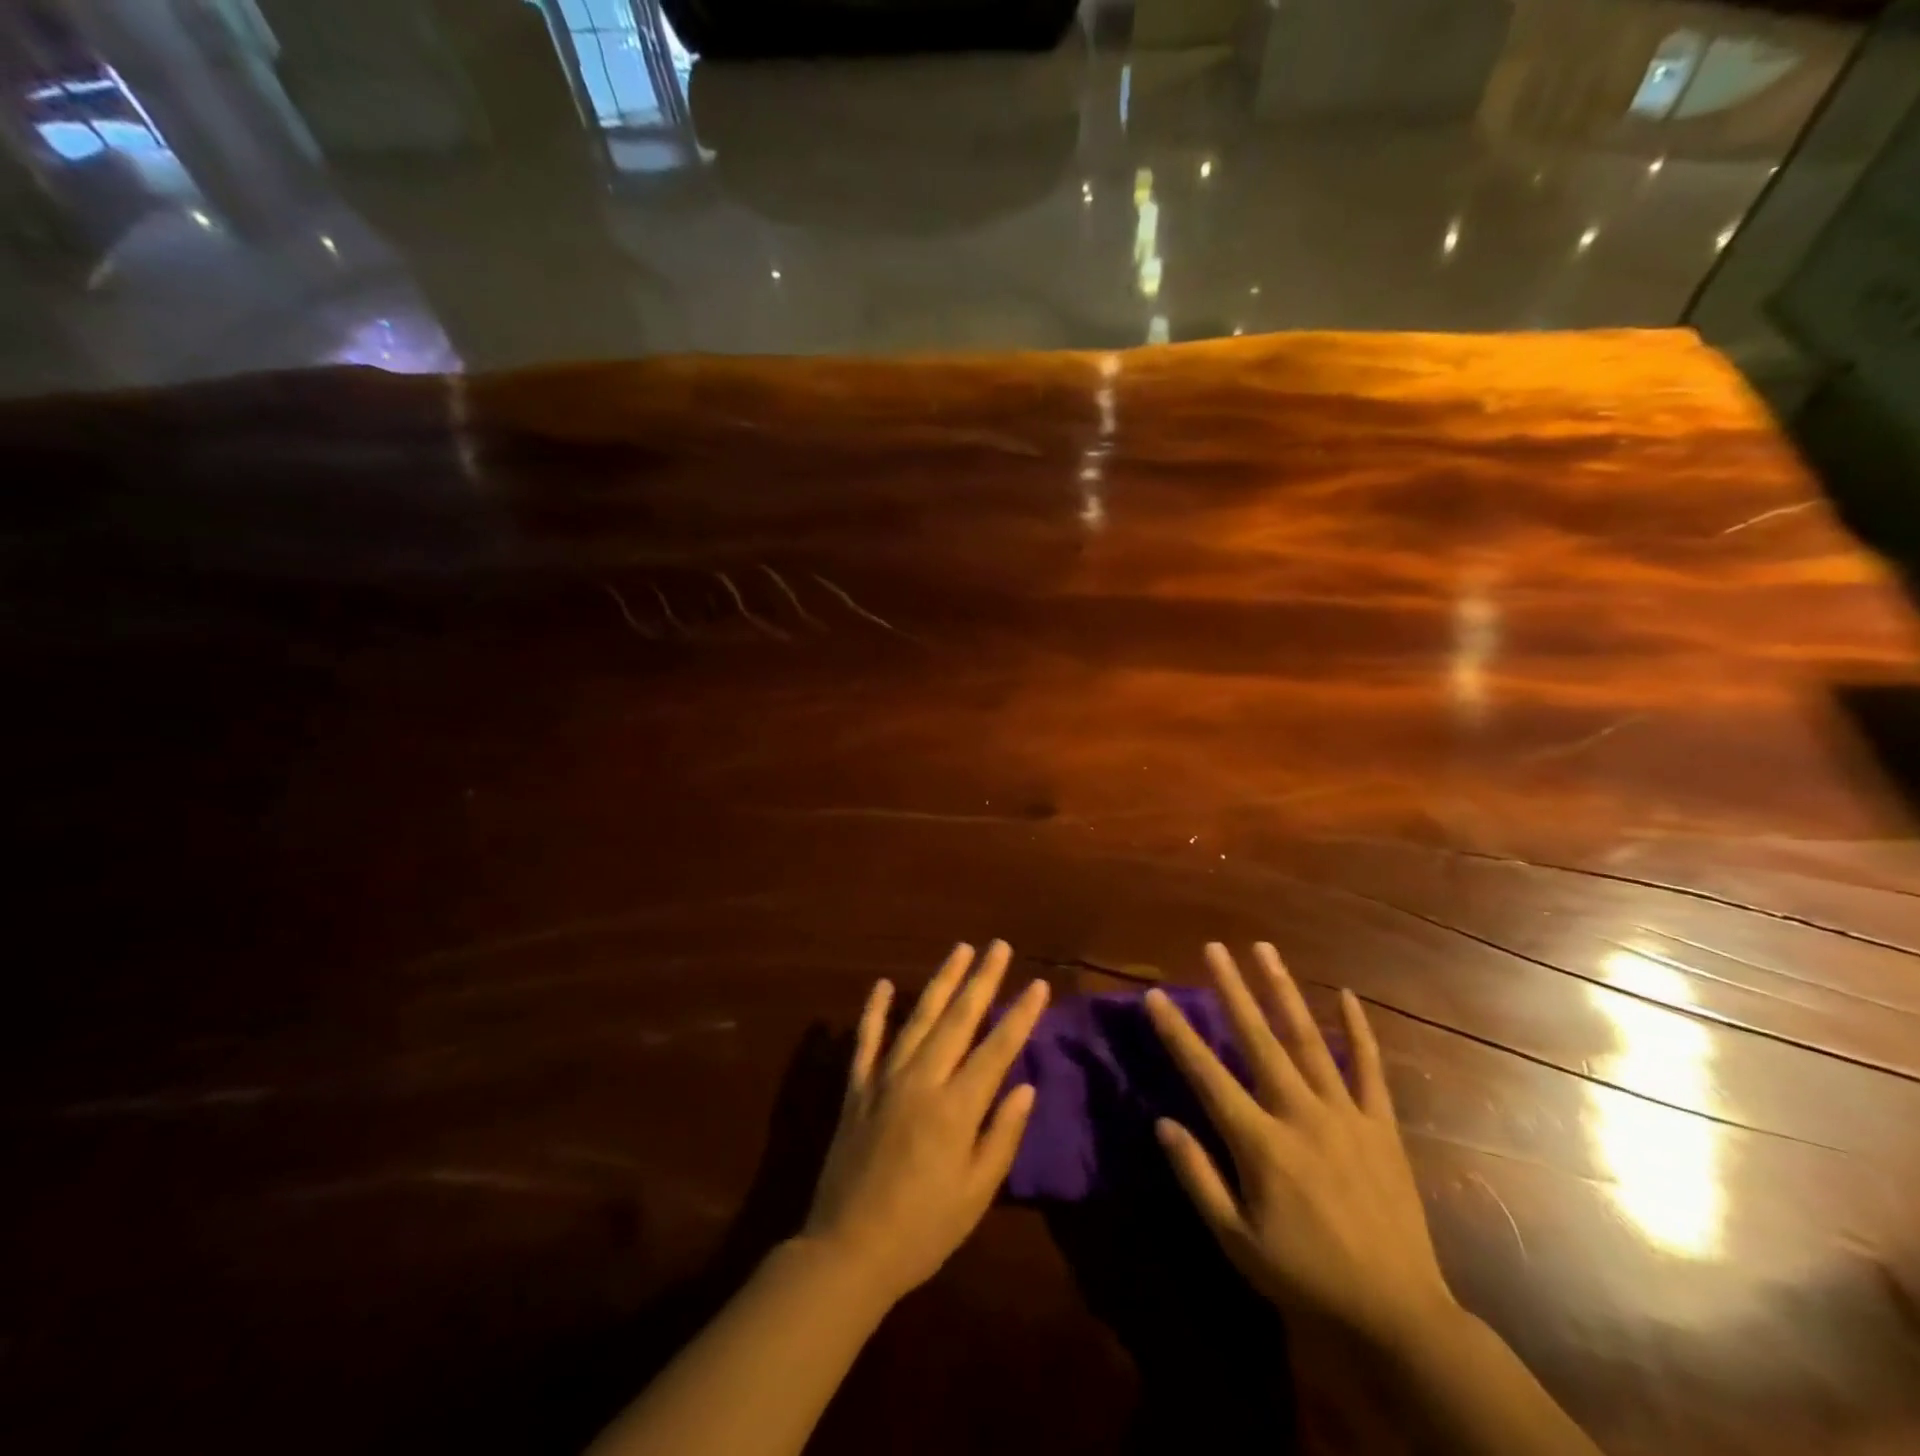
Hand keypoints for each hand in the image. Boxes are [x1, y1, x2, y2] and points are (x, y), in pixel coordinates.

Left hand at [800, 941, 1048, 1306]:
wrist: (848, 1250)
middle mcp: (922, 1079)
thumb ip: (1002, 1135)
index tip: (1038, 984)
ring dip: (941, 981)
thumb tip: (1026, 1086)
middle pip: (959, 1018)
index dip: (1020, 1015)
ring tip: (960, 950)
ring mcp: (885, 1078)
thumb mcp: (976, 1194)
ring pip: (919, 1017)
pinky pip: (866, 1040)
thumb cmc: (923, 1229)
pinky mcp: (856, 1087)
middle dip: (982, 979)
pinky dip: (874, 1010)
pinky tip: (883, 984)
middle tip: (998, 946)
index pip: (997, 1048)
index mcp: (956, 1107)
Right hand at [1146, 943, 1458, 1355]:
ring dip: (1283, 991)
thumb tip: (1162, 1122)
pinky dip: (1359, 1029)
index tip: (1154, 994)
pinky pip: (1370, 1068)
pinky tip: (1346, 995)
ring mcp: (1345, 1114)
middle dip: (1232, 989)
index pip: (1207, 1074)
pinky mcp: (1381, 1125)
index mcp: (1260, 1142)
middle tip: (1214, 947)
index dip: (1177, 1033)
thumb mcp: (1236, 1242)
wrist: (1398, 1316)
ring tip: (1264, 950)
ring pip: (1308, 1039)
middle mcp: (1300, 1114)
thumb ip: (1197, 1177)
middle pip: (1258, 1039)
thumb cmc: (1305, 1279)